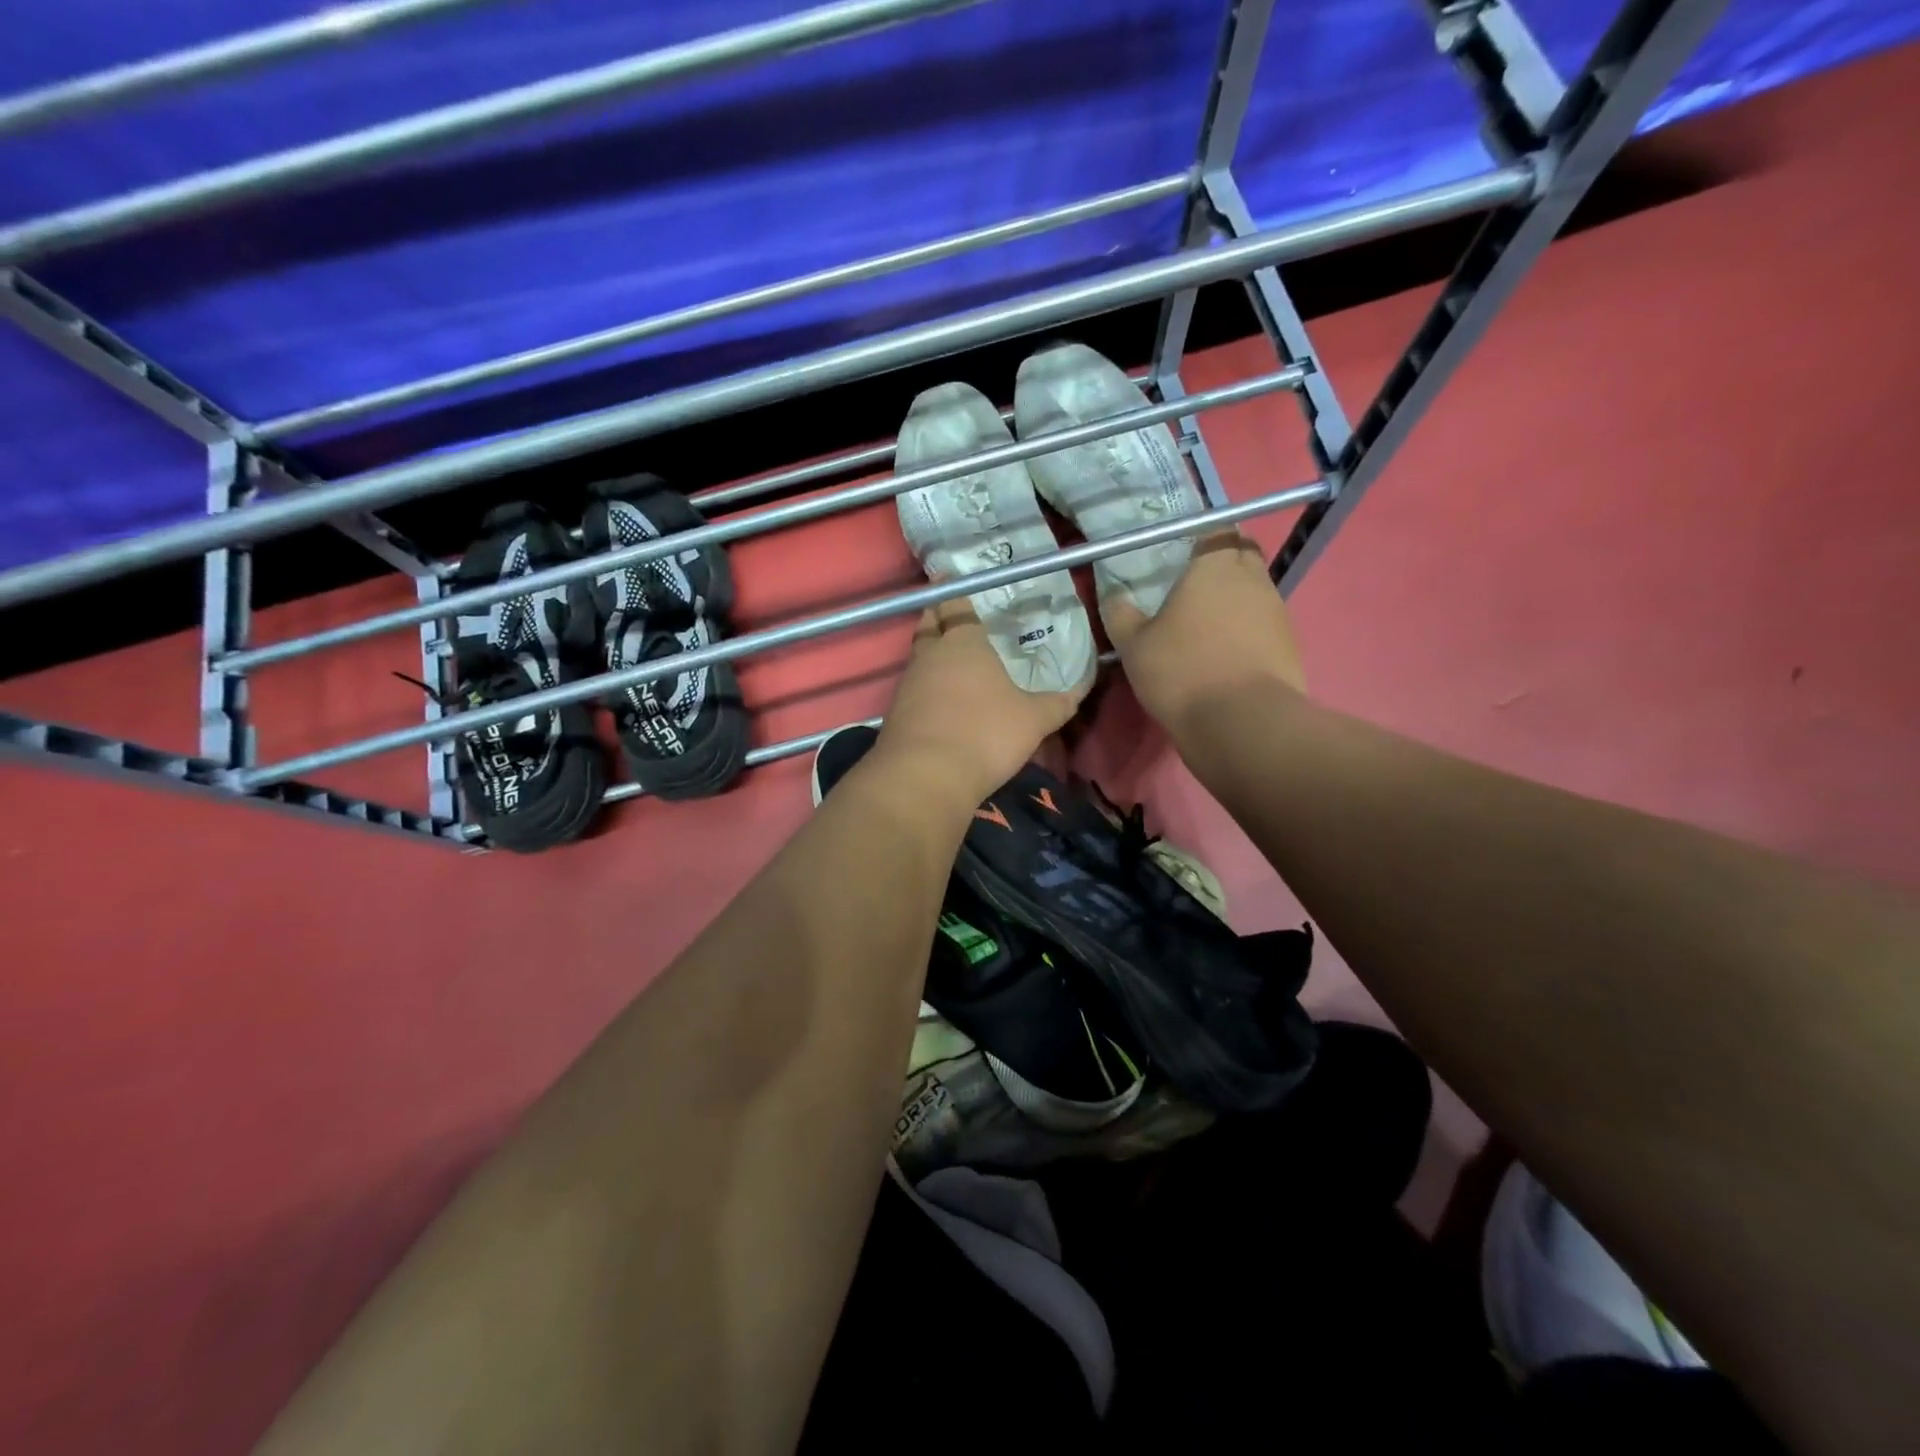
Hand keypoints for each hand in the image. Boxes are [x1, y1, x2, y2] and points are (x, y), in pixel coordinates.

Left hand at [872, 600, 1089, 811]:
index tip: (955, 578)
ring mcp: (908, 682)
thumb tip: (1082, 688)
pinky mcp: (896, 712)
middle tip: (952, 613)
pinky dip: (925, 684)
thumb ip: (1058, 703)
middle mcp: (930, 654)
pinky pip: (913, 686)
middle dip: (938, 615)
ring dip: (931, 651)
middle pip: (929, 623)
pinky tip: (940, 697)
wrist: (926, 776)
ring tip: (951, 656)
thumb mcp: (1034, 720)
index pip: (956, 603)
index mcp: (963, 642)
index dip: (956, 590)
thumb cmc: (986, 733)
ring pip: (919, 654)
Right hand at [1102, 532, 1306, 732]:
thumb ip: (1121, 615)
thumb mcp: (1134, 646)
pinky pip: (1264, 622)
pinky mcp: (1288, 644)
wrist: (1242, 723)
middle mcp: (1252, 579)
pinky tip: (1225, 650)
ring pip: (1256, 588)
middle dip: (1223, 559)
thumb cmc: (1182, 672)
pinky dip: (1247, 627)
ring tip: (1206, 620)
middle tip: (1192, 581)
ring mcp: (1276, 611)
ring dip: (1236, 596)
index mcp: (1215, 566)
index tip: (1181, 548)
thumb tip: (1114, 595)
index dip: (1201, 533)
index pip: (1218, 528)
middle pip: (1244, 553)